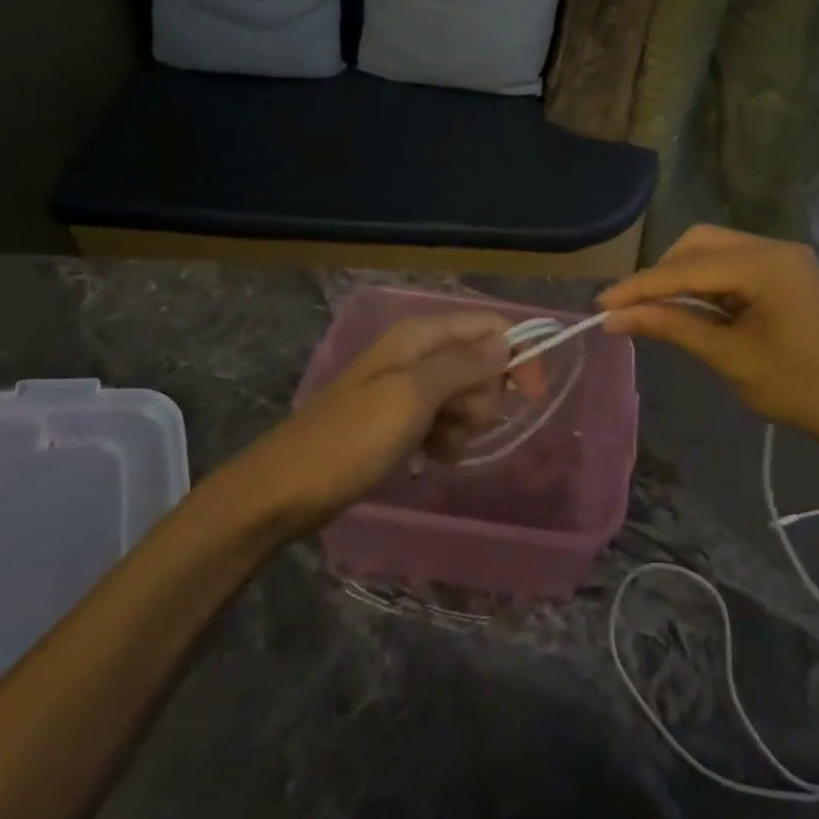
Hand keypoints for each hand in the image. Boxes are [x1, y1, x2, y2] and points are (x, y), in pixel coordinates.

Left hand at [231, 311, 512, 533]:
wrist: (286, 490)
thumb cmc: (350, 439)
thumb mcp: (412, 397)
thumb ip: (463, 365)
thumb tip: (507, 344)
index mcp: (420, 335)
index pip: (489, 328)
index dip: (517, 357)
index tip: (533, 398)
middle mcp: (418, 353)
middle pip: (483, 364)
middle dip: (482, 399)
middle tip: (453, 423)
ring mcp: (409, 387)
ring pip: (468, 397)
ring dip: (464, 425)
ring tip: (435, 445)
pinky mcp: (402, 418)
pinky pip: (446, 421)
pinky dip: (447, 438)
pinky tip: (429, 456)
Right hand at [598, 224, 818, 445]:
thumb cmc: (799, 388)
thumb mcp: (729, 357)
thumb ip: (671, 327)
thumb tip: (614, 319)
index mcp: (766, 264)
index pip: (687, 268)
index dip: (640, 286)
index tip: (601, 303)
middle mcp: (774, 247)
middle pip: (698, 243)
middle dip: (662, 273)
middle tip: (633, 308)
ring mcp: (782, 257)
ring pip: (713, 250)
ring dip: (681, 276)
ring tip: (656, 311)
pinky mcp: (784, 271)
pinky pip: (731, 264)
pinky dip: (705, 283)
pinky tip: (690, 308)